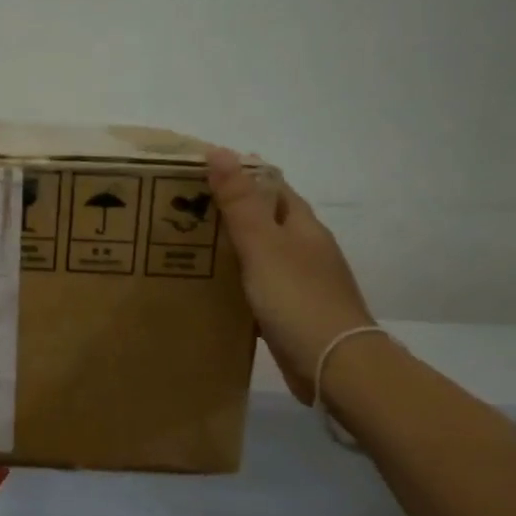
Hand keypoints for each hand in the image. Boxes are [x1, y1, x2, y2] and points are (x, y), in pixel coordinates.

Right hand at [208, 148, 376, 401]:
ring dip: (230, 250)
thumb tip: (220, 151)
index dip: (239, 175)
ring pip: (259, 256)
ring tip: (187, 248)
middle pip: (264, 220)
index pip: (271, 186)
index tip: (198, 174)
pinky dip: (236, 284)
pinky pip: (257, 288)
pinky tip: (211, 291)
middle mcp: (305, 249)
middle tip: (182, 212)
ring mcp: (300, 283)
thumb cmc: (298, 299)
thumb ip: (240, 202)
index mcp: (302, 226)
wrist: (333, 364)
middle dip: (229, 212)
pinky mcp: (291, 313)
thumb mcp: (263, 245)